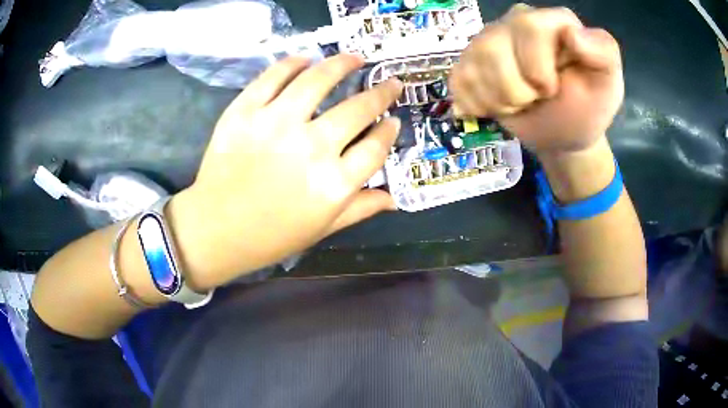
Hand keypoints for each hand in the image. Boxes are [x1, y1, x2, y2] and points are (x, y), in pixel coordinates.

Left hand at [170, 55, 402, 288]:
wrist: (216, 229)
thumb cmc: (271, 236)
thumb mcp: (322, 229)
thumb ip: (360, 209)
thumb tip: (394, 198)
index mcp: (334, 184)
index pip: (375, 148)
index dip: (388, 131)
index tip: (392, 120)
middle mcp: (311, 148)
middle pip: (358, 109)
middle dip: (382, 93)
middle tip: (390, 83)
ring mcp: (275, 124)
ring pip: (318, 79)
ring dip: (342, 64)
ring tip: (354, 58)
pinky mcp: (244, 111)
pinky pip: (274, 76)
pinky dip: (293, 64)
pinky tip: (306, 61)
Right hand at [449, 5, 623, 152]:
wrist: (563, 132)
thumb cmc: (586, 108)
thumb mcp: (608, 84)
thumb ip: (604, 54)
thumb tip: (574, 34)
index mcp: (551, 21)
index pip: (528, 27)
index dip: (537, 69)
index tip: (551, 91)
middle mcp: (515, 21)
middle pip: (492, 47)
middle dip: (516, 90)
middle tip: (536, 99)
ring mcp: (488, 39)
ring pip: (472, 66)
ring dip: (498, 99)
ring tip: (520, 103)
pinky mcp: (468, 61)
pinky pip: (458, 81)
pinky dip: (478, 104)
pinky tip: (498, 104)